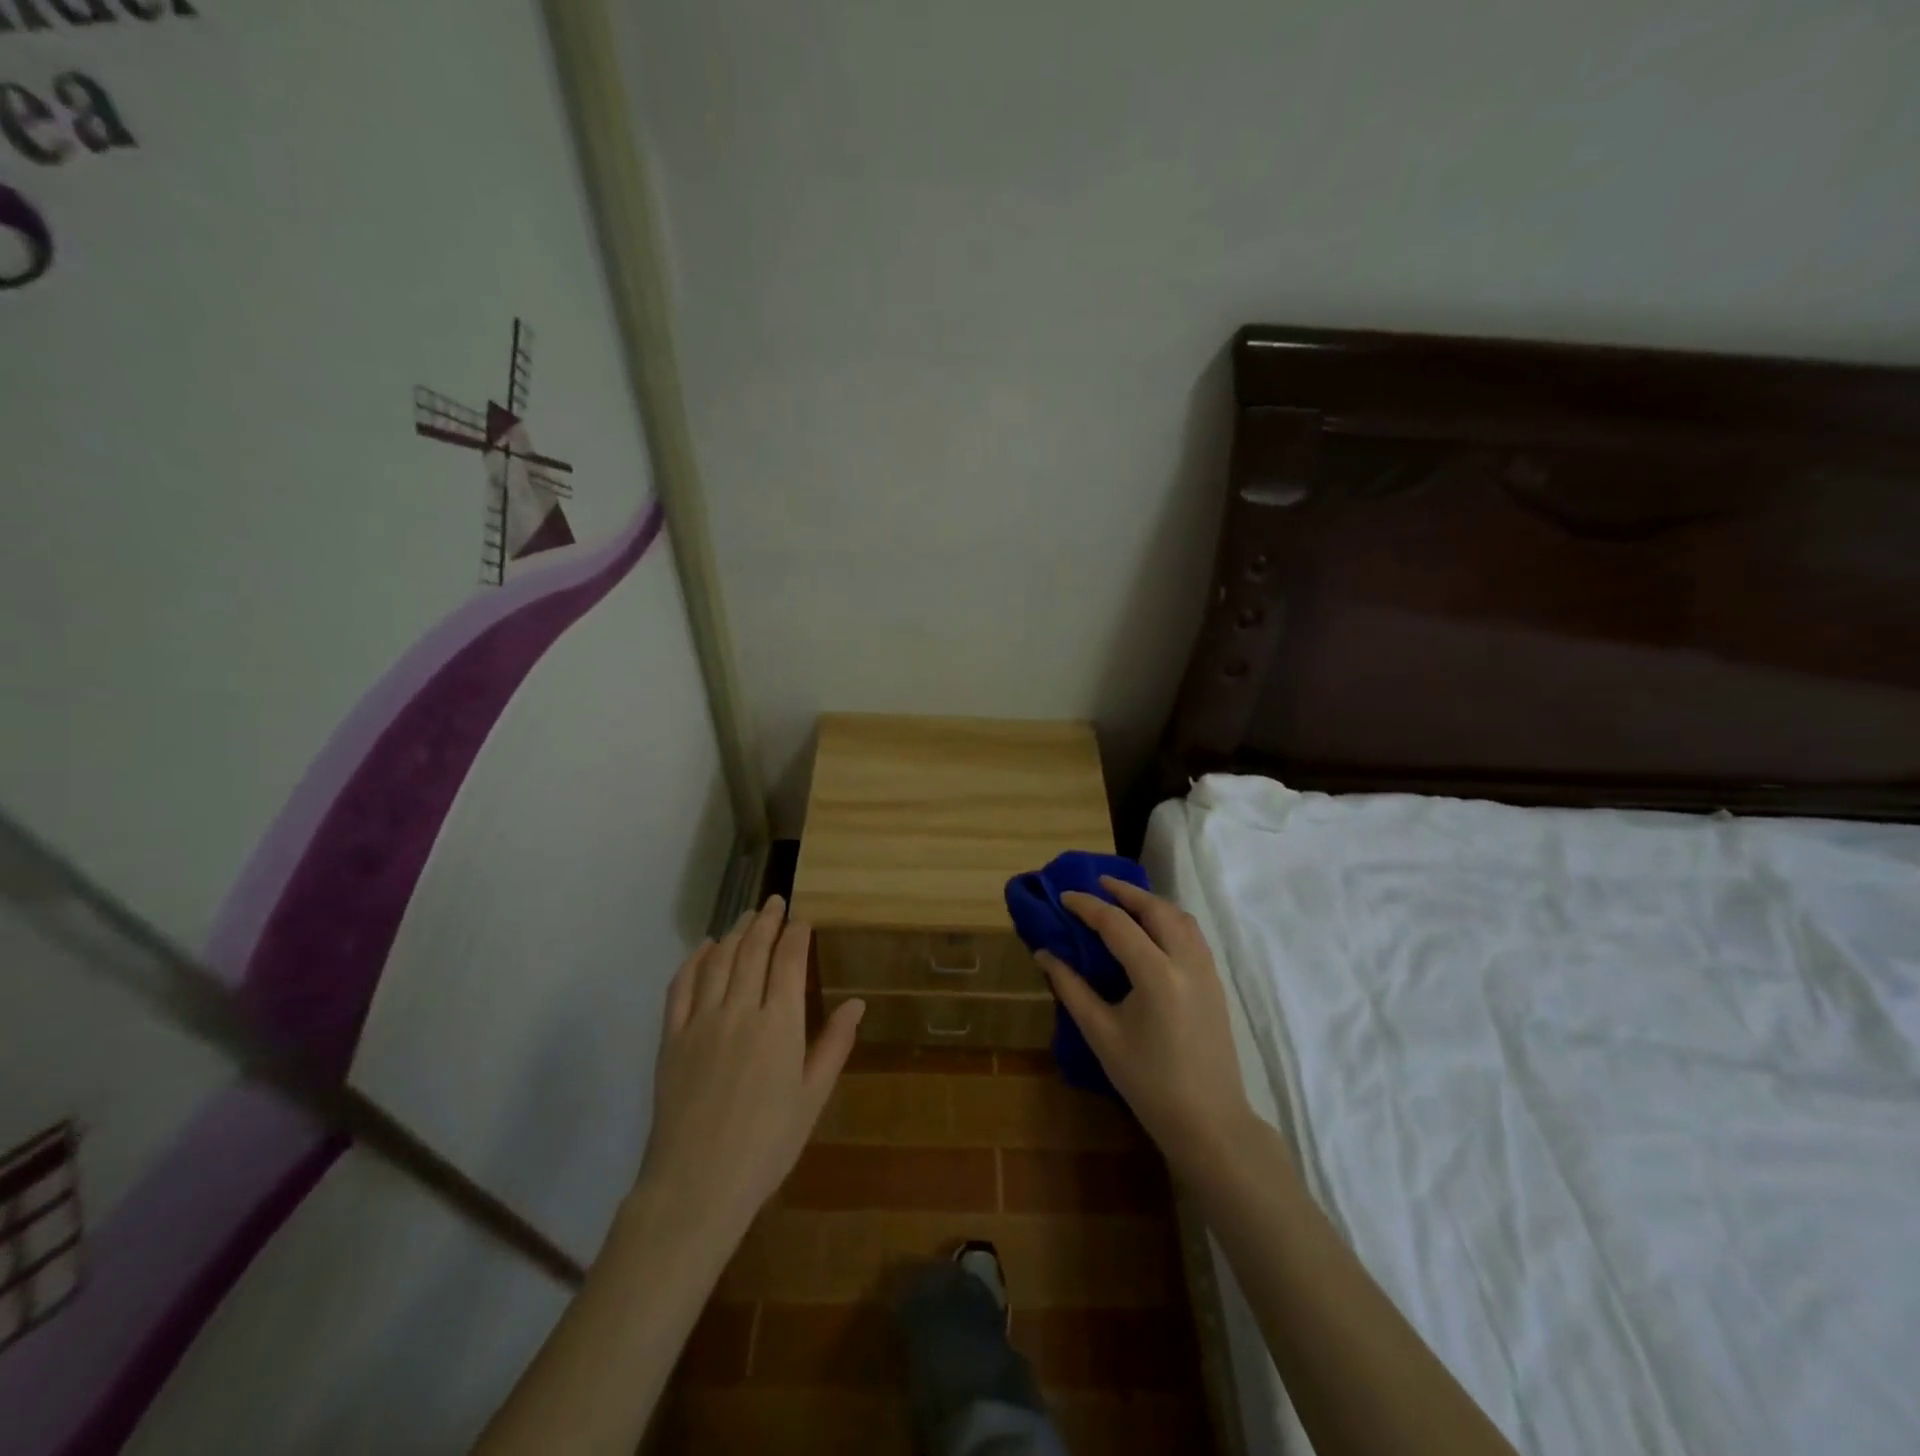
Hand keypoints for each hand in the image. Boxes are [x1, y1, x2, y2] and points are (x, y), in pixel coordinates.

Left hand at [636, 896, 863, 1235]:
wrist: (696, 1186)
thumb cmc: (766, 1146)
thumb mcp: (812, 1099)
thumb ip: (834, 1046)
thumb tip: (856, 1003)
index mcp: (779, 1025)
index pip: (788, 961)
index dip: (796, 934)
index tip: (802, 919)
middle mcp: (739, 1011)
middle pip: (753, 950)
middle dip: (766, 921)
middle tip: (774, 902)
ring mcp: (701, 1022)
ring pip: (719, 961)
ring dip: (734, 933)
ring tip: (746, 916)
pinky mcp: (671, 1038)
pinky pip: (681, 987)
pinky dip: (694, 960)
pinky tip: (704, 948)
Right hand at [1037, 878, 1254, 1171]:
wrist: (1208, 1121)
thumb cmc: (1148, 1082)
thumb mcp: (1101, 1034)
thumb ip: (1071, 988)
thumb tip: (1044, 954)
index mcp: (1156, 974)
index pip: (1116, 924)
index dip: (1087, 906)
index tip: (1064, 896)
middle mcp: (1187, 962)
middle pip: (1156, 909)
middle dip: (1125, 892)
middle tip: (1097, 885)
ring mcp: (1207, 971)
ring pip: (1180, 918)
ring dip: (1151, 903)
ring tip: (1123, 902)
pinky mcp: (1216, 983)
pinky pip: (1192, 935)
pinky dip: (1169, 920)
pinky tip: (1151, 931)